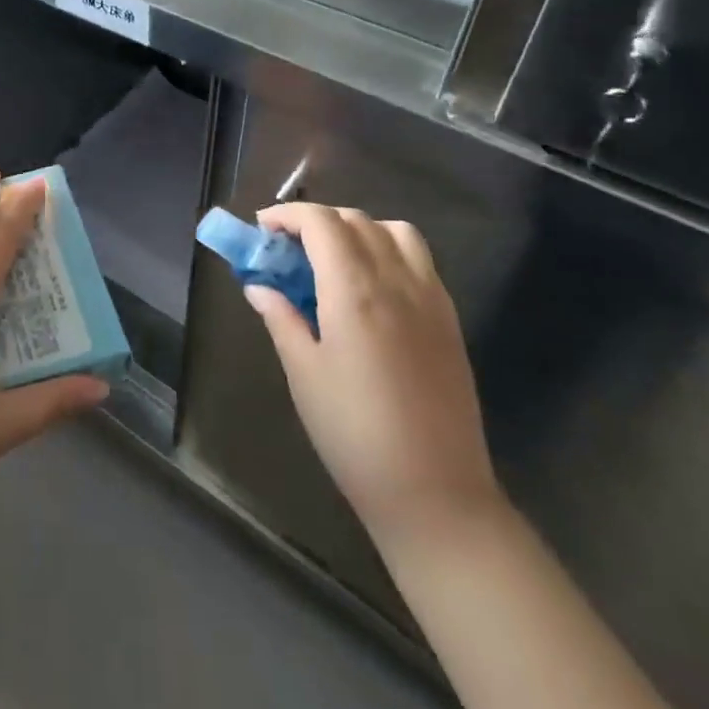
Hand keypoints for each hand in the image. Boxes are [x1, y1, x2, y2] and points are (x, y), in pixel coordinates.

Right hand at [247, 203, 501, 545]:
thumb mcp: (303, 374)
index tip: (262, 228)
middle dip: (315, 221)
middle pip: (355, 220)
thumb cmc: (354, 433)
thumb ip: (281, 319)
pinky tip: (370, 286)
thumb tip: (259, 287)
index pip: (321, 223)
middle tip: (287, 248)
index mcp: (354, 292)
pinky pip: (419, 260)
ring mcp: (430, 299)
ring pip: (394, 232)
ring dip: (357, 229)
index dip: (287, 215)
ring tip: (332, 258)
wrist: (436, 493)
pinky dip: (388, 250)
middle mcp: (396, 282)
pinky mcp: (450, 320)